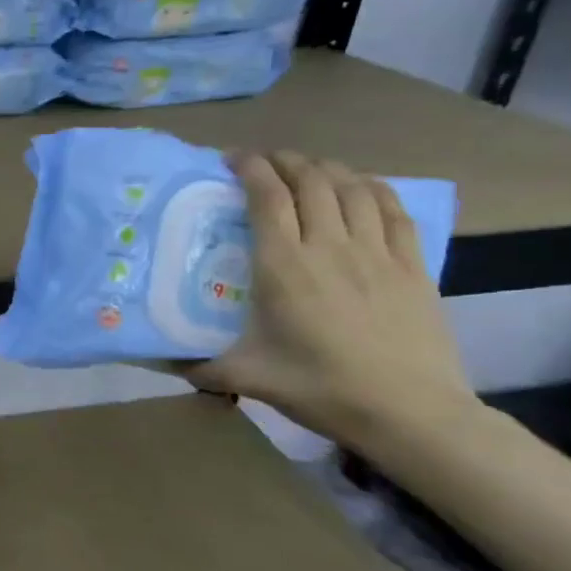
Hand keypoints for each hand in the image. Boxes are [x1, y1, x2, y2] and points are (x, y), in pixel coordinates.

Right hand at [185, 151, 475, 444]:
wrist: (408, 412)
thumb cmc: (319, 388)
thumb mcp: (245, 377)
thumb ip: (198, 365)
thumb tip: (157, 362)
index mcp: (284, 267)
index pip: (267, 197)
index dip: (250, 168)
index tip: (232, 159)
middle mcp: (330, 247)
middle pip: (311, 181)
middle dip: (286, 161)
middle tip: (265, 161)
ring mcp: (377, 253)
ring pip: (353, 188)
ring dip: (327, 169)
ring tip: (308, 169)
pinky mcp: (412, 266)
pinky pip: (394, 210)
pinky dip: (373, 188)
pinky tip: (361, 187)